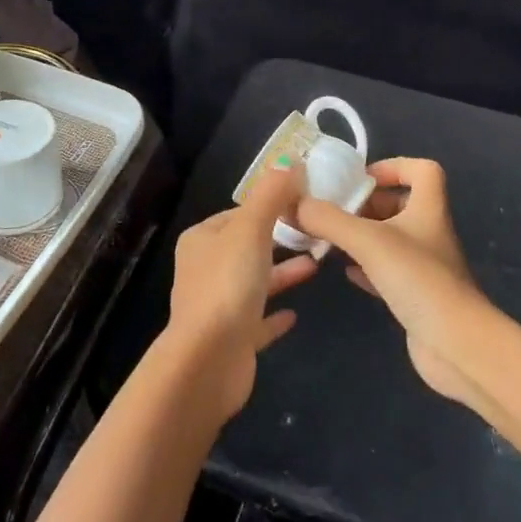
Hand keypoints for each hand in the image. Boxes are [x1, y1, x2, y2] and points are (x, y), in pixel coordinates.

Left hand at [165, 163, 318, 421]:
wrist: (209, 361)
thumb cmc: (227, 285)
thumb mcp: (251, 229)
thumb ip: (271, 194)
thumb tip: (290, 160)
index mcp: (202, 240)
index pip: (239, 213)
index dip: (270, 206)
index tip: (304, 203)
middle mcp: (205, 269)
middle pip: (247, 246)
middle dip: (280, 238)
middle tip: (317, 233)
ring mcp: (217, 306)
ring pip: (254, 281)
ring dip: (282, 272)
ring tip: (318, 264)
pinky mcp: (231, 339)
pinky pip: (257, 320)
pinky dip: (275, 313)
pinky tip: (296, 313)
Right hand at [295, 158, 490, 404]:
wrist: (457, 346)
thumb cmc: (418, 279)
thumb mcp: (367, 241)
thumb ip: (328, 219)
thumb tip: (293, 203)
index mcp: (428, 208)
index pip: (422, 170)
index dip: (394, 166)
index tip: (361, 178)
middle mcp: (429, 232)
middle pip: (400, 204)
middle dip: (366, 204)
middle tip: (332, 210)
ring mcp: (424, 266)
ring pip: (391, 239)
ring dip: (362, 235)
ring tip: (328, 238)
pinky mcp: (417, 296)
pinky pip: (387, 271)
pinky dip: (365, 267)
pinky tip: (344, 272)